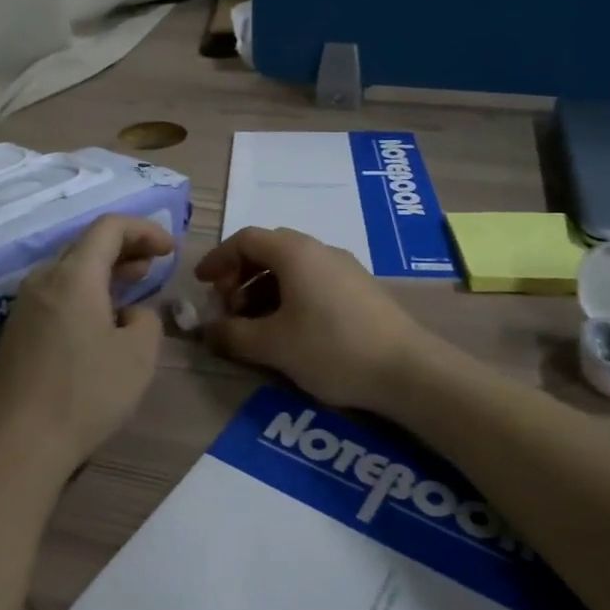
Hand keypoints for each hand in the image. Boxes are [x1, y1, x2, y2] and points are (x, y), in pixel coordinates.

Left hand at [0, 214, 171, 481]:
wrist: (12, 447)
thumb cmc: (83, 394)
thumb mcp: (138, 356)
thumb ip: (146, 320)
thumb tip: (129, 314)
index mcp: (73, 275)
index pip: (109, 226)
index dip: (144, 229)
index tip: (170, 248)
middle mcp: (43, 280)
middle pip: (86, 245)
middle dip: (124, 248)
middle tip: (154, 263)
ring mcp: (23, 307)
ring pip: (69, 272)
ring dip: (104, 272)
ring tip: (131, 287)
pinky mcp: (14, 334)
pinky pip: (56, 296)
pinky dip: (84, 294)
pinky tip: (99, 322)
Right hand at [194, 227, 439, 412]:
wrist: (407, 370)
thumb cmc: (331, 348)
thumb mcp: (272, 345)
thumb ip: (232, 335)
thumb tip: (206, 330)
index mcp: (295, 252)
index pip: (246, 239)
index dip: (218, 259)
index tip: (201, 285)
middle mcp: (319, 250)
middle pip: (268, 251)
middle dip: (240, 276)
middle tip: (227, 308)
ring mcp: (344, 268)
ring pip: (291, 268)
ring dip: (263, 290)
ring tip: (254, 325)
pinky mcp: (359, 289)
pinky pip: (312, 281)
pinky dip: (288, 297)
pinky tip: (288, 330)